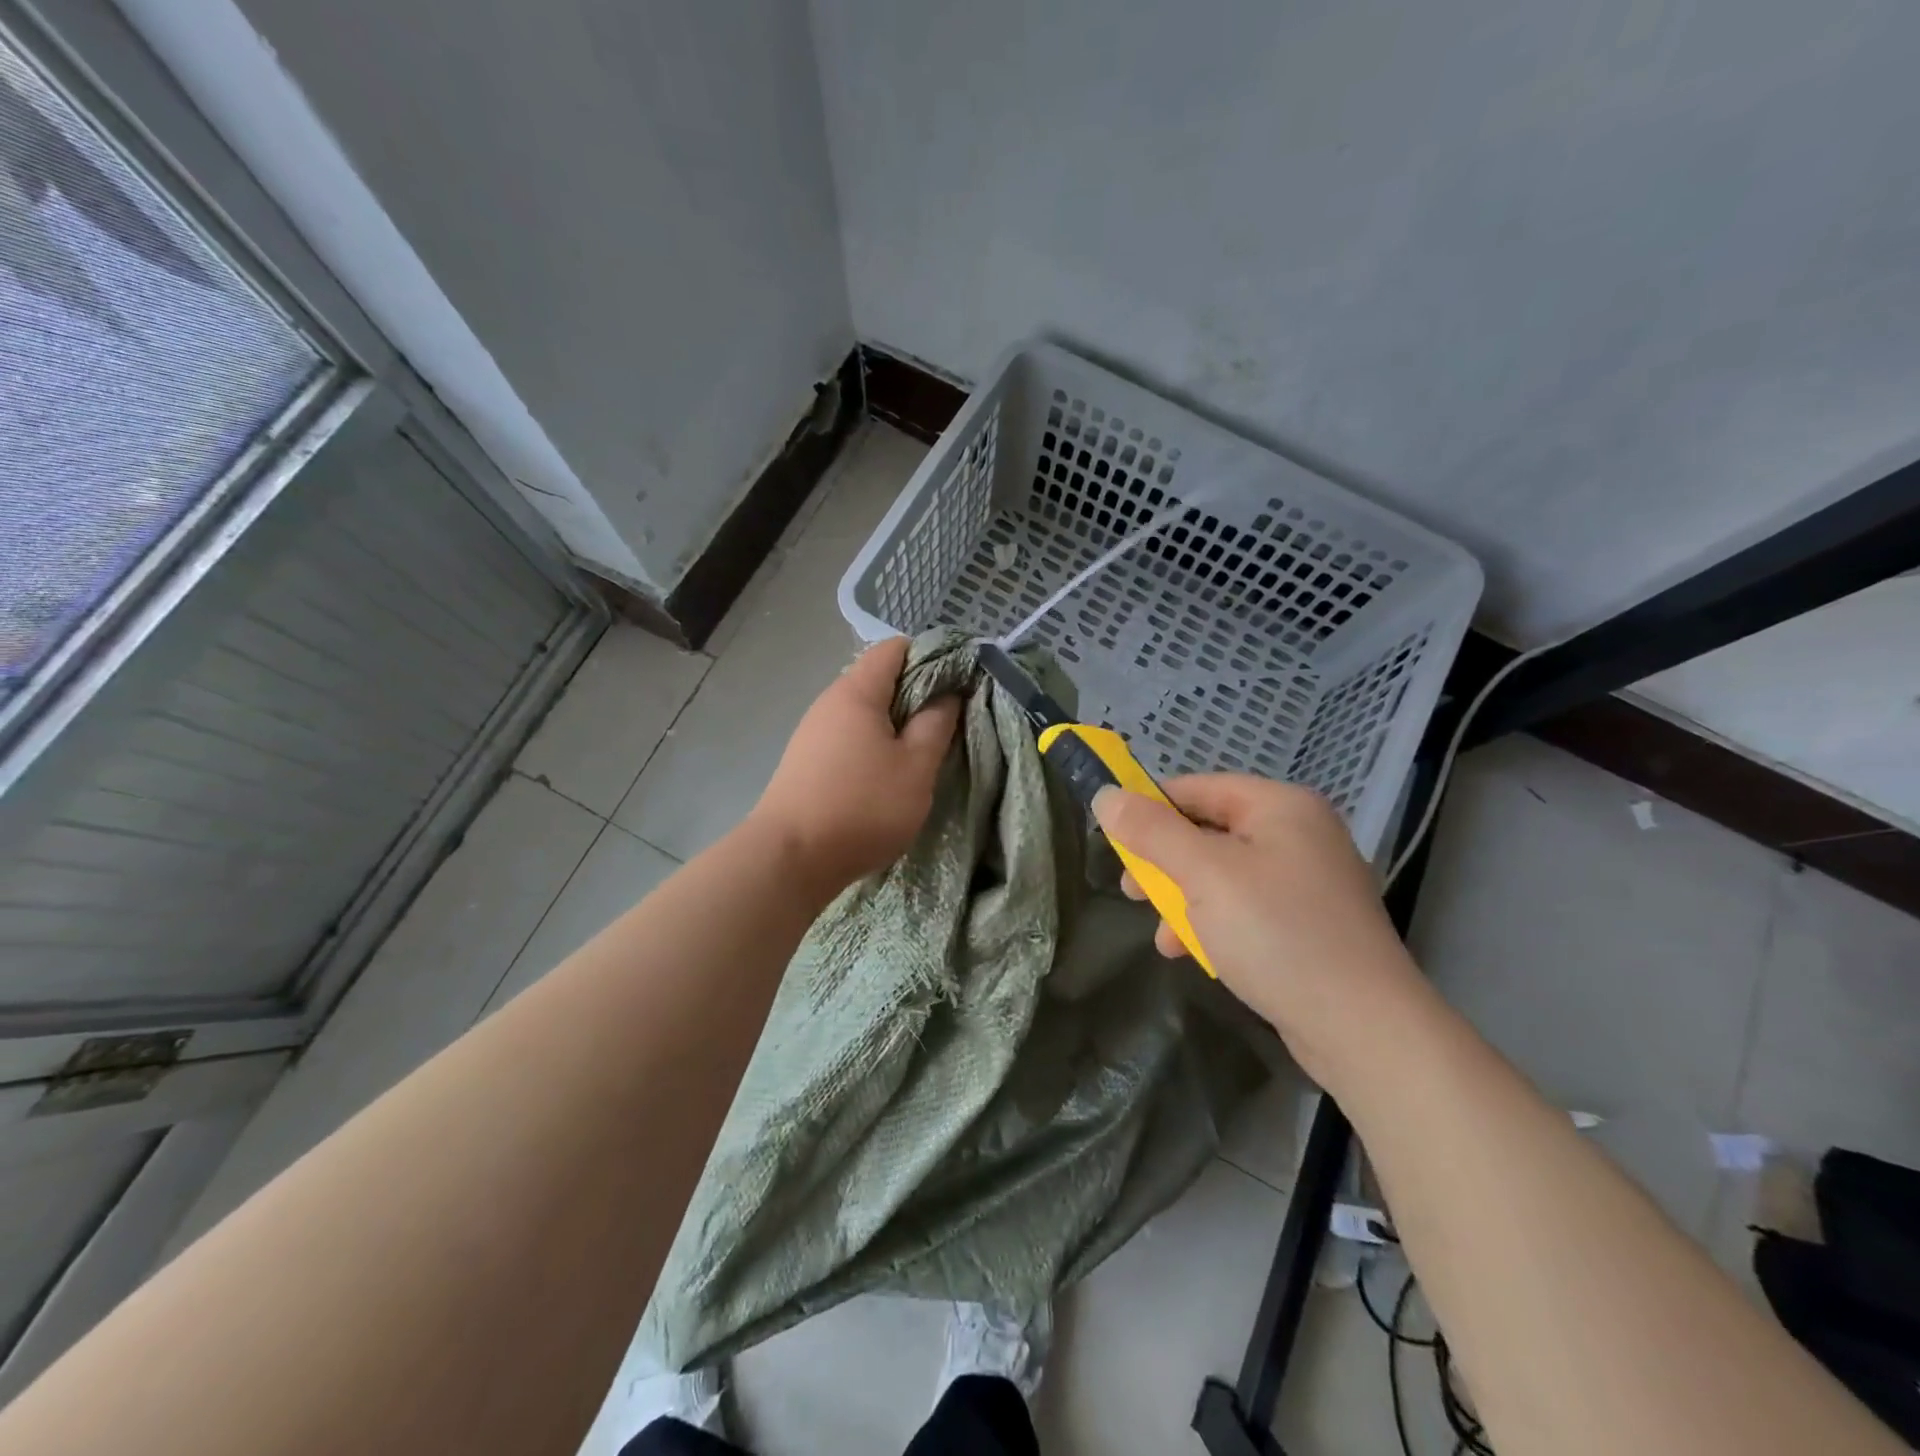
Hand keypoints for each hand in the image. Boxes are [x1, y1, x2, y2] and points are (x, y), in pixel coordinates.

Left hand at [749, 638, 959, 894]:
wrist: (790, 859)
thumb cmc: (862, 806)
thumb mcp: (916, 767)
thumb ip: (937, 724)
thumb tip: (948, 694)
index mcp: (856, 692)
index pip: (895, 648)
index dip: (932, 658)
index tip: (958, 686)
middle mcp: (829, 703)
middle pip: (880, 680)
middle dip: (917, 697)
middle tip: (947, 727)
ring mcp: (813, 733)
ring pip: (866, 714)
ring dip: (897, 727)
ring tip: (922, 757)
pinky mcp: (807, 763)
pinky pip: (850, 739)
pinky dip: (874, 748)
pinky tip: (887, 779)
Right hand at [1093, 774, 1430, 1082]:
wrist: (1363, 1029)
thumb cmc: (1276, 934)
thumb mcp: (1203, 875)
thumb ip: (1150, 831)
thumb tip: (1105, 795)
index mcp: (1279, 806)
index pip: (1195, 788)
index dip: (1148, 810)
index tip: (1113, 843)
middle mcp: (1298, 833)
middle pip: (1207, 832)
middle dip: (1163, 863)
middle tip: (1131, 891)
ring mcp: (1307, 881)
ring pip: (1222, 874)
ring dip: (1183, 899)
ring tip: (1160, 934)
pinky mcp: (1308, 924)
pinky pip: (1245, 907)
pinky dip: (1213, 923)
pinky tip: (1190, 953)